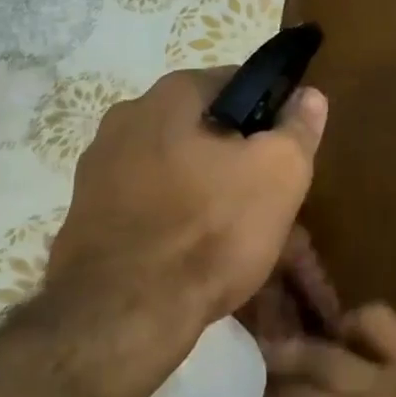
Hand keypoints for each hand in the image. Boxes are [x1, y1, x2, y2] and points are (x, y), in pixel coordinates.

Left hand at [45, 69, 327, 336]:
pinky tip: (191, 254)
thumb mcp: (280, 173)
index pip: (235, 82)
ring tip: (232, 233)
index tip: (285, 150)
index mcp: (169, 95)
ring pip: (173, 169)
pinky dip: (171, 219)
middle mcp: (125, 119)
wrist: (123, 314)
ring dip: (204, 189)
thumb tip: (309, 96)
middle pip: (201, 129)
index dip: (269, 112)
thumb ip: (298, 128)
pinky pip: (146, 204)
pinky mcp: (85, 216)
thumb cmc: (211, 229)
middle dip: (234, 156)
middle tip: (264, 197)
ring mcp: (97, 169)